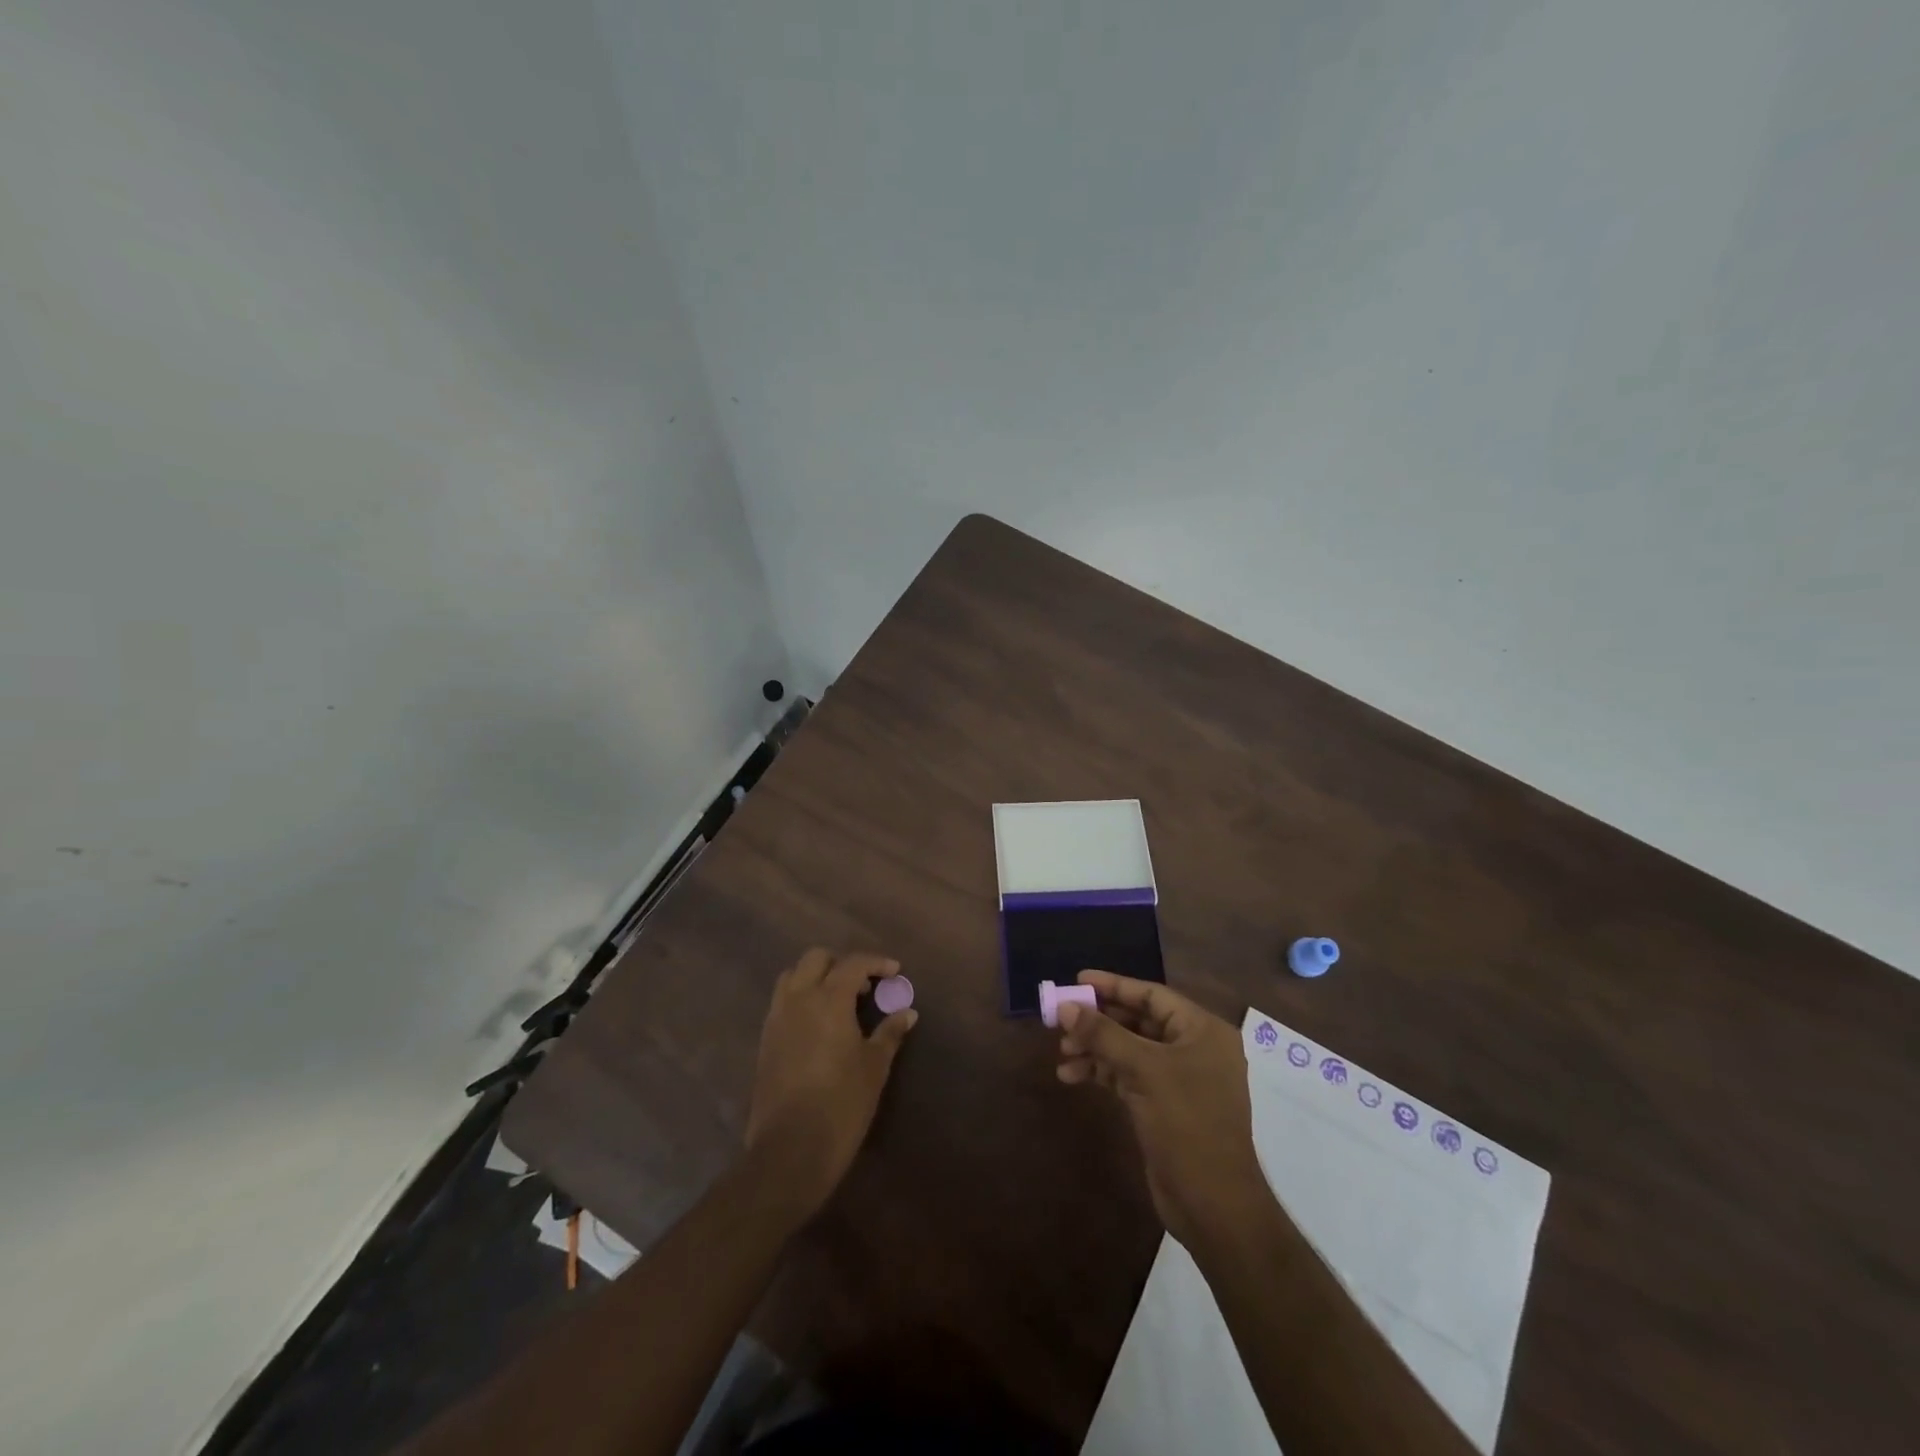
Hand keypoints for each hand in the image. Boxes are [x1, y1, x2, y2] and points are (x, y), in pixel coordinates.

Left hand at [745, 948, 916, 1219]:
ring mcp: (777, 1018)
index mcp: (828, 999)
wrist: (790, 1149)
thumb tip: (907, 1012)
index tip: (894, 971)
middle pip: (816, 958)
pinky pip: (782, 1001)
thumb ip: (890, 1032)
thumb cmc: (842, 1104)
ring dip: (816, 977)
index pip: (853, 963)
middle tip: (864, 986)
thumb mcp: (874, 1067)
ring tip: (838, 1000)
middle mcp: (798, 999)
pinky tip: (818, 1024)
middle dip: (841, 964)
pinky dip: (801, 998)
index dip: (876, 963)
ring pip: (793, 976)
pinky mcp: (765, 1039)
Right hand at [1057, 970, 1269, 1249]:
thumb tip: (1066, 1007)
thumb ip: (1103, 1034)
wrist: (1214, 1205)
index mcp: (1202, 1030)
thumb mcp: (1144, 1071)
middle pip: (1138, 1020)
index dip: (1113, 986)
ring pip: (1129, 1049)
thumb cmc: (1187, 1125)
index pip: (1151, 995)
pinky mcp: (1164, 1105)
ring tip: (1063, 1053)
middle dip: (1099, 1021)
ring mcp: (1179, 1078)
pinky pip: (1128, 1075)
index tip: (1077, 980)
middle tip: (1061, 1019)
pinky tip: (1071, 1076)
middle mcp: (1193, 1048)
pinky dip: (1102, 1072)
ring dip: (1095, 1048)